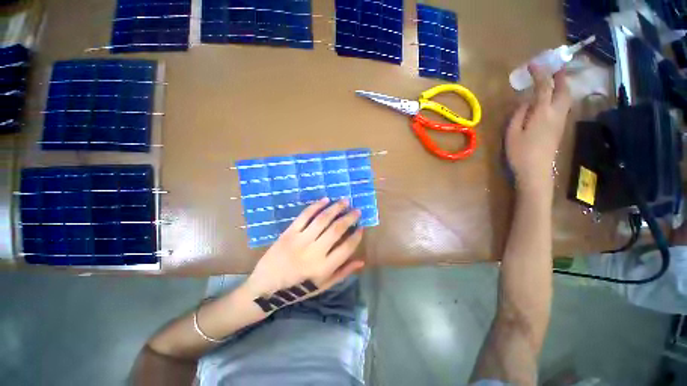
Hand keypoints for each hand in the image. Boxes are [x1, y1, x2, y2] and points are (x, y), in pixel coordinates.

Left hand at [244, 198, 364, 303]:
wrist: (265, 288)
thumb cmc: (297, 289)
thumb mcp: (323, 286)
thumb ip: (343, 273)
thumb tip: (361, 261)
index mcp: (325, 267)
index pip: (347, 247)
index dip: (356, 236)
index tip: (361, 227)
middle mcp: (315, 252)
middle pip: (337, 229)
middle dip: (349, 217)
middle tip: (357, 210)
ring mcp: (301, 240)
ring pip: (322, 219)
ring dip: (336, 208)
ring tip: (345, 201)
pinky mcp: (289, 233)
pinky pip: (305, 216)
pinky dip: (316, 206)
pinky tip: (325, 200)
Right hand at [506, 64, 571, 193]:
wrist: (536, 171)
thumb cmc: (520, 152)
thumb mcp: (512, 133)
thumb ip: (518, 114)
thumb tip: (525, 102)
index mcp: (542, 113)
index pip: (544, 87)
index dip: (540, 73)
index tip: (533, 63)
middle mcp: (556, 113)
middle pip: (563, 89)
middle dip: (560, 75)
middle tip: (554, 66)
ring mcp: (560, 120)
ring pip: (567, 97)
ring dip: (562, 84)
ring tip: (555, 78)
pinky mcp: (559, 127)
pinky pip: (564, 105)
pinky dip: (561, 95)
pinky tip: (554, 96)